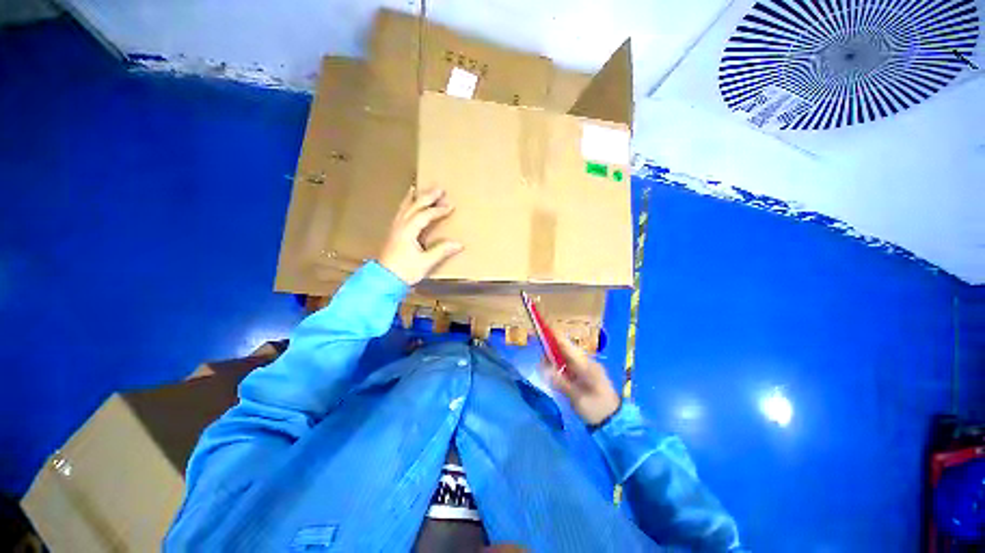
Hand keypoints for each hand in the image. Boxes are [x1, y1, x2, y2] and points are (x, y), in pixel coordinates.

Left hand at [379, 188, 462, 285]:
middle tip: (439, 189)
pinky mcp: (393, 233)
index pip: (425, 215)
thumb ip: (441, 251)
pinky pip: (400, 213)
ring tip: (419, 189)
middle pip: (414, 206)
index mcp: (408, 231)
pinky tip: (407, 205)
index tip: (450, 206)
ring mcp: (395, 228)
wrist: (383, 280)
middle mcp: (400, 226)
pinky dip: (405, 205)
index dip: (438, 210)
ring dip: (414, 198)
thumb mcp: (425, 262)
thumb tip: (459, 244)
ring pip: (405, 208)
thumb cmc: (405, 271)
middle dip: (427, 197)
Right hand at [543, 335, 621, 425]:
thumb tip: (544, 369)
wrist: (614, 423)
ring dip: (554, 359)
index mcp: (586, 366)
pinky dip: (559, 366)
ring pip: (566, 358)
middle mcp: (586, 363)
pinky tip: (553, 372)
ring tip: (544, 366)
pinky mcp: (584, 376)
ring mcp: (586, 369)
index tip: (543, 330)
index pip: (568, 347)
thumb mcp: (577, 398)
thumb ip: (561, 382)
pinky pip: (569, 366)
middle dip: (552, 349)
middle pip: (566, 350)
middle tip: (539, 356)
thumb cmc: (596, 409)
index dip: (555, 337)